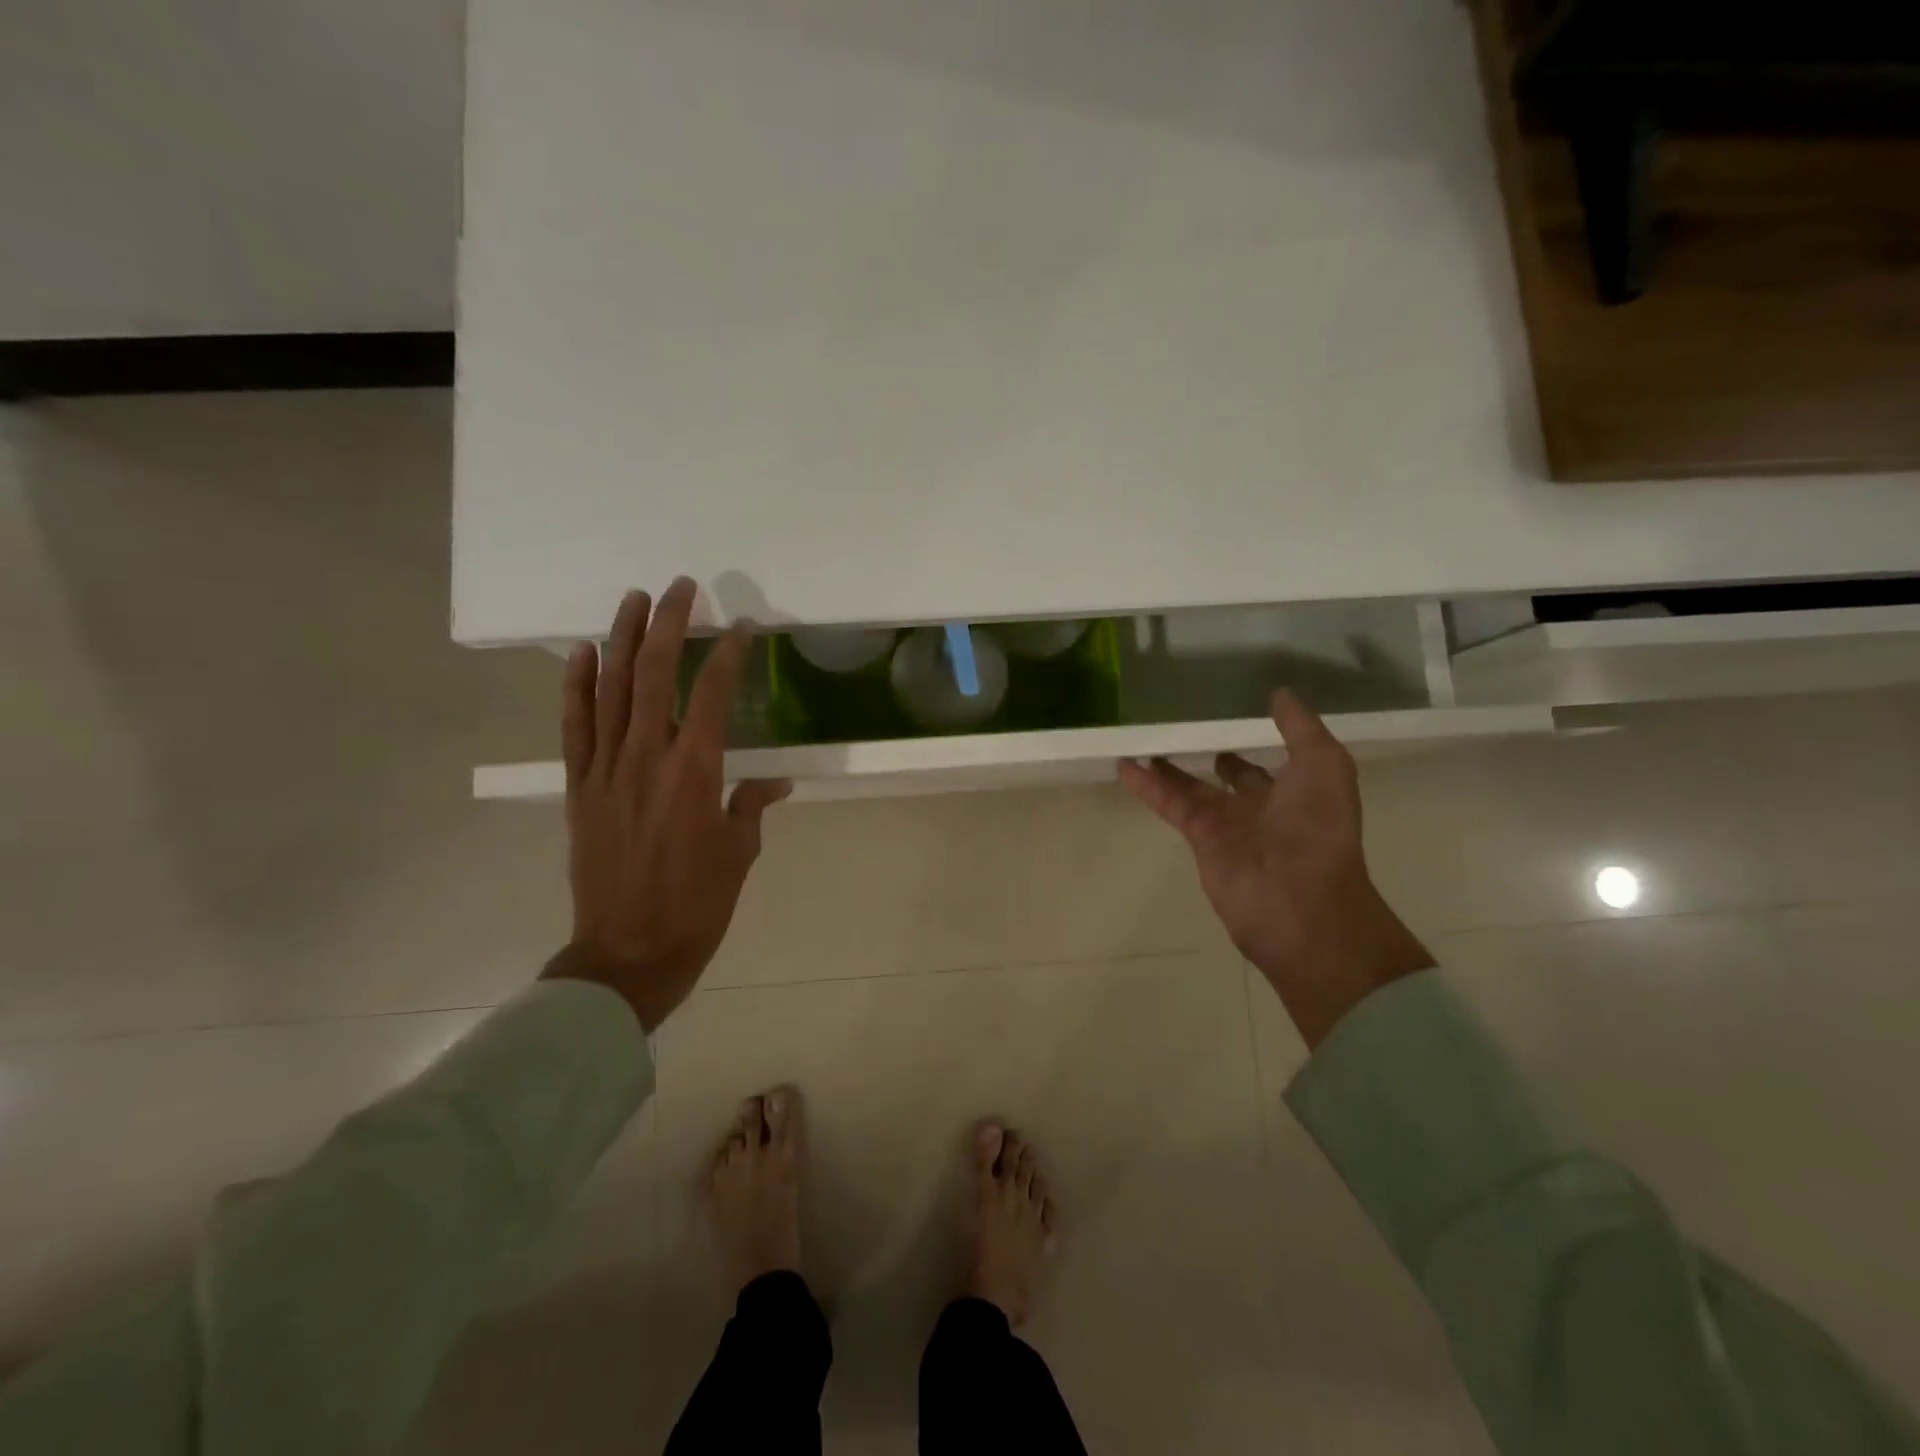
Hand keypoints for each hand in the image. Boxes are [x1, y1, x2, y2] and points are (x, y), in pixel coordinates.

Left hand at [542, 579, 789, 1032]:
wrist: (628, 954)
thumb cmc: (697, 906)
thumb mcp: (740, 854)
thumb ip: (751, 806)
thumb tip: (773, 781)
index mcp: (696, 774)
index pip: (713, 695)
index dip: (729, 656)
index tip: (741, 628)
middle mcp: (648, 759)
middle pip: (654, 675)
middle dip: (668, 625)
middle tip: (680, 588)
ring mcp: (606, 771)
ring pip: (611, 690)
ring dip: (621, 640)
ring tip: (632, 600)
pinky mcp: (579, 788)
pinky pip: (575, 728)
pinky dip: (575, 687)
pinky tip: (581, 653)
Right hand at [1118, 691, 1433, 1047]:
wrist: (1299, 901)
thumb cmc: (1319, 829)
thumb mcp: (1325, 765)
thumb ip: (1301, 728)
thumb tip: (1278, 693)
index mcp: (1296, 791)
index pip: (1268, 764)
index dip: (1254, 743)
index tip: (1231, 718)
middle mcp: (1261, 807)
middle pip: (1229, 777)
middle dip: (1211, 757)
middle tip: (1183, 731)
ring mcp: (1227, 824)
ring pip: (1191, 788)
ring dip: (1168, 767)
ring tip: (1144, 742)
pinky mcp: (1199, 837)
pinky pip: (1169, 803)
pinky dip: (1146, 785)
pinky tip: (1124, 763)